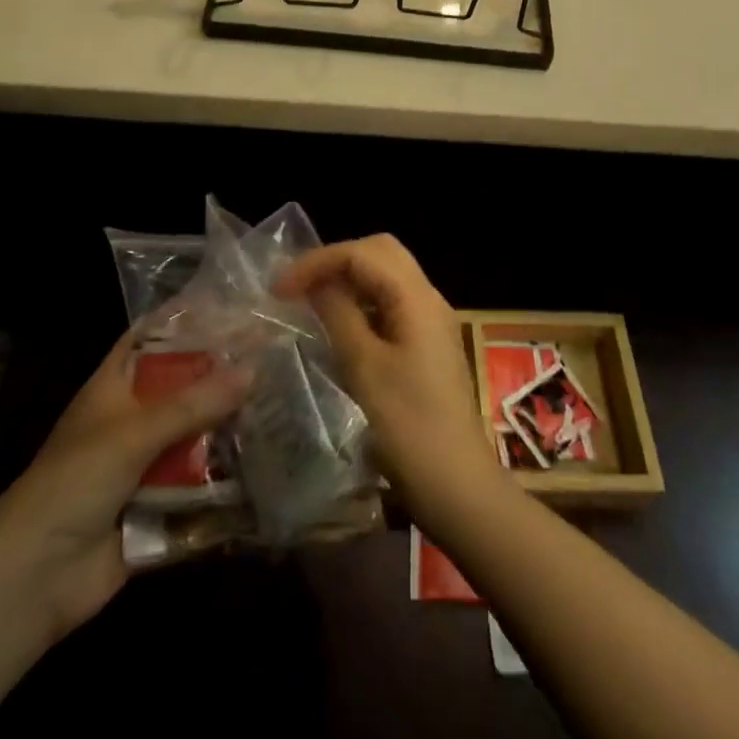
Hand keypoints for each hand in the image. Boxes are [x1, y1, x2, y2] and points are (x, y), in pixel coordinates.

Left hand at [0, 328, 248, 652]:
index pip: (152, 338)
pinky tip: (270, 466)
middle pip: (183, 388)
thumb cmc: (75, 482)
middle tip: (275, 358)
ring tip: (284, 407)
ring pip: (195, 437)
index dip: (186, 321)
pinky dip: (226, 482)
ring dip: (229, 430)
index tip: (233, 307)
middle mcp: (132, 420)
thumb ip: (193, 403)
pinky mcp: (159, 507)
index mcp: (115, 387)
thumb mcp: (134, 432)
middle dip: (222, 378)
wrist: (34, 578)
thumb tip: (253, 370)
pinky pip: (199, 487)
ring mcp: (145, 465)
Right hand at [275, 235, 503, 526]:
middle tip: (297, 286)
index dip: (318, 262)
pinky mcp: (428, 343)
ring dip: (349, 278)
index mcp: (416, 297)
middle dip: (336, 260)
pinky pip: (392, 302)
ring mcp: (432, 321)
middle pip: (380, 252)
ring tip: (310, 300)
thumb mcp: (363, 368)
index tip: (279, 288)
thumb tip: (315, 284)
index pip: (362, 252)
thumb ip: (338, 315)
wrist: (458, 486)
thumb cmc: (408, 427)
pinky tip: (339, 325)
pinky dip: (362, 301)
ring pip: (387, 275)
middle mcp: (429, 298)